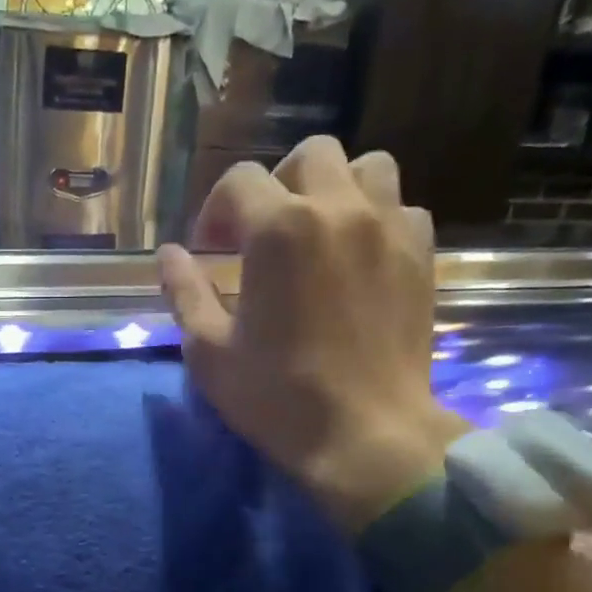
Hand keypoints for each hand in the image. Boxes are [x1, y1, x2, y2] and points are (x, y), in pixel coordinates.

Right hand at [157, 138, 467, 534]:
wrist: (366, 435)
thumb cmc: (277, 396)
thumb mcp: (210, 352)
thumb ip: (185, 293)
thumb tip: (169, 256)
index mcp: (278, 229)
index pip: (239, 181)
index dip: (216, 210)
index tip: (211, 249)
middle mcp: (338, 209)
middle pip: (310, 156)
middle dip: (277, 185)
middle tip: (263, 234)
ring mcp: (388, 228)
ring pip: (367, 168)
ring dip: (335, 189)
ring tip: (319, 233)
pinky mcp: (422, 255)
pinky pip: (402, 209)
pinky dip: (377, 219)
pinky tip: (360, 258)